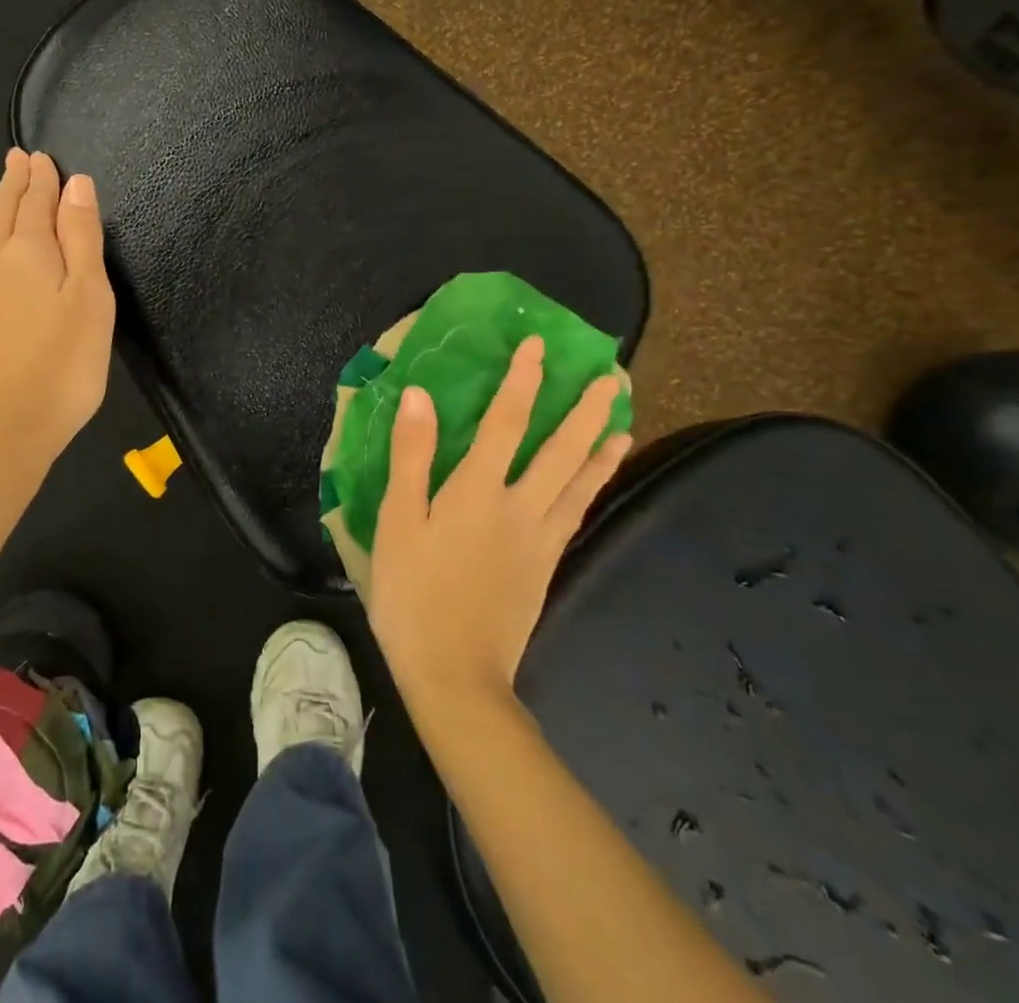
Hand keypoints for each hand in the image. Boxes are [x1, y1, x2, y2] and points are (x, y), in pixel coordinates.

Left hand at [0, 149, 115, 474]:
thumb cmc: (61, 366)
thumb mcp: (89, 298)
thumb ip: (80, 239)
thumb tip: (74, 184)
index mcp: (28, 252)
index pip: (36, 203)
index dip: (42, 179)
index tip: (41, 157)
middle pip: (1, 213)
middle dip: (12, 184)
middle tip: (16, 159)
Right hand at [368, 336, 631, 713]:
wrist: (455, 673)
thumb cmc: (413, 592)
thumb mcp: (398, 521)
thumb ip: (412, 456)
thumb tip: (420, 396)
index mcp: (477, 491)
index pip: (505, 422)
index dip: (522, 381)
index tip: (539, 345)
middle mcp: (519, 506)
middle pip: (560, 449)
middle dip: (584, 407)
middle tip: (611, 374)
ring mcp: (539, 538)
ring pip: (580, 481)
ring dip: (600, 444)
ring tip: (620, 417)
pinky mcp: (547, 564)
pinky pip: (577, 513)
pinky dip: (593, 486)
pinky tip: (598, 477)